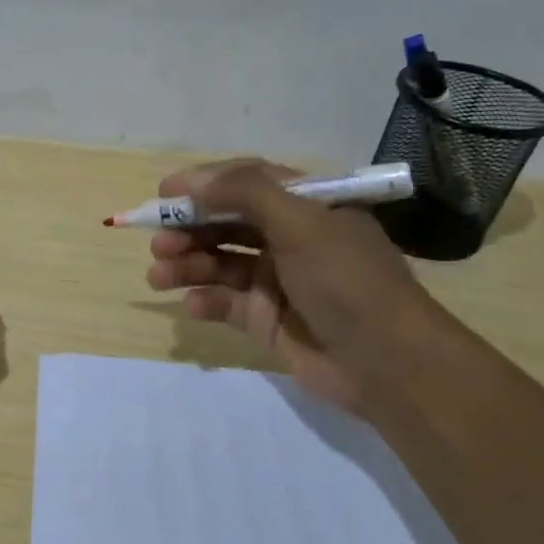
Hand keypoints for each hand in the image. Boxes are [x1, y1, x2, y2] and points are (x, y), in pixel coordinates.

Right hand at [145, 159, 433, 411]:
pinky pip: (226, 303)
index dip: (204, 184)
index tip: (164, 192)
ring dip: (187, 265)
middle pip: (226, 224)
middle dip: (189, 230)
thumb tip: (194, 181)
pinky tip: (193, 305)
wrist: (386, 362)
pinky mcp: (267, 319)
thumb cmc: (346, 280)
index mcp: (307, 206)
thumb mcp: (302, 223)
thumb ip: (246, 193)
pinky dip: (205, 301)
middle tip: (158, 243)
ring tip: (158, 276)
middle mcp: (290, 238)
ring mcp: (277, 280)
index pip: (247, 182)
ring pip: (219, 264)